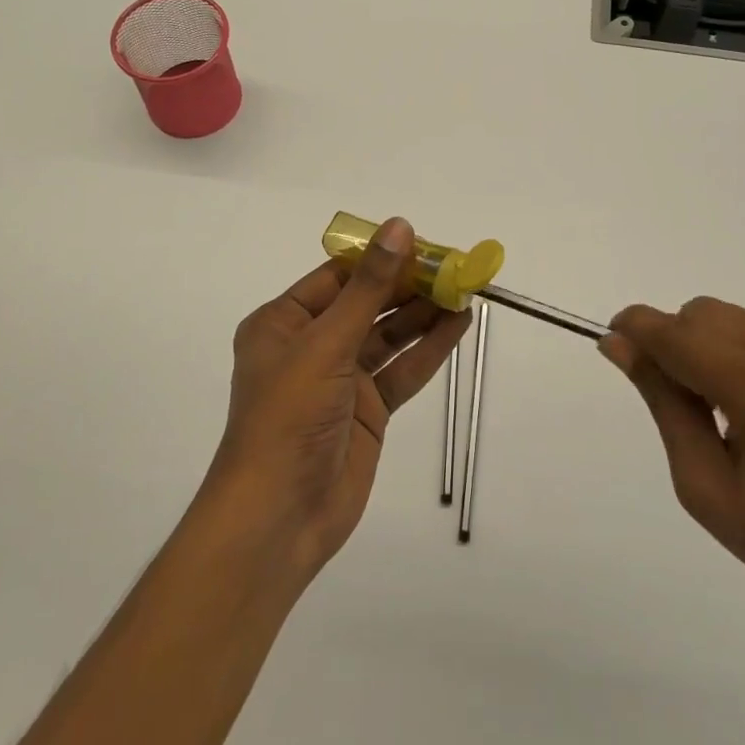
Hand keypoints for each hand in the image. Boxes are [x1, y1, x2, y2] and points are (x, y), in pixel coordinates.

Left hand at [205, 217, 470, 581]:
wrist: (279, 517)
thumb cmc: (289, 416)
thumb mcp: (327, 343)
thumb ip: (369, 287)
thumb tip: (399, 227)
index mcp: (283, 322)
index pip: (338, 276)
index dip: (380, 258)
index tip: (423, 242)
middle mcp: (310, 345)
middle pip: (367, 304)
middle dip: (408, 286)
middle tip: (454, 267)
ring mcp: (340, 379)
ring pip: (388, 336)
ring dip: (424, 314)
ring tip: (465, 290)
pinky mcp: (367, 410)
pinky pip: (401, 370)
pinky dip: (428, 349)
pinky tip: (458, 325)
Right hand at [601, 297, 744, 669]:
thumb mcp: (707, 489)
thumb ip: (662, 403)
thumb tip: (620, 344)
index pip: (679, 335)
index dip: (637, 329)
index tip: (613, 340)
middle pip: (706, 314)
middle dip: (679, 344)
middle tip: (688, 407)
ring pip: (741, 321)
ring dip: (719, 351)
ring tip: (740, 416)